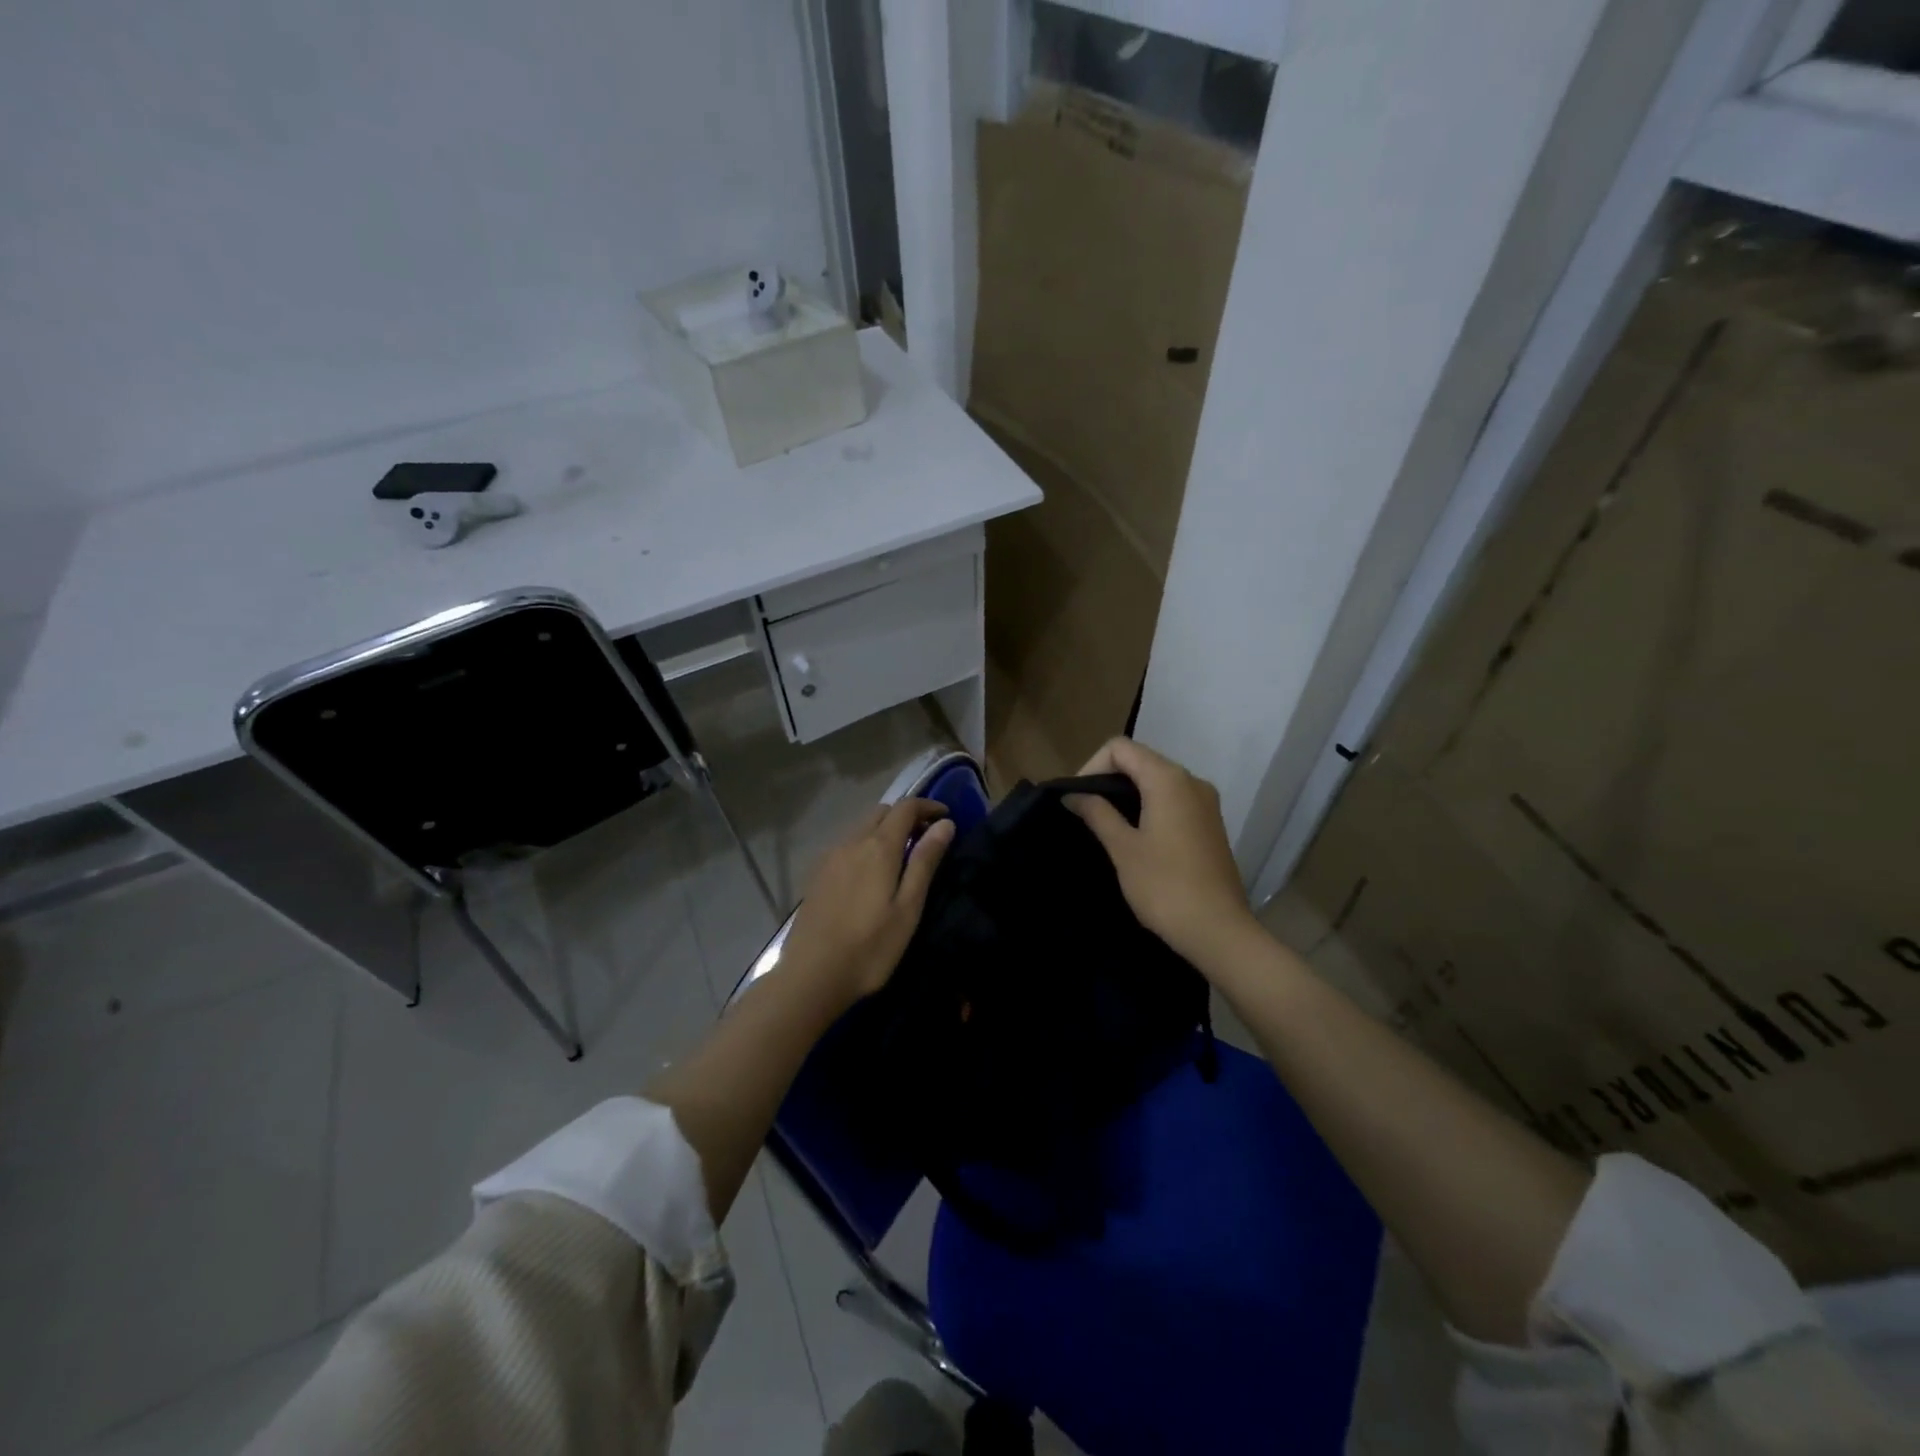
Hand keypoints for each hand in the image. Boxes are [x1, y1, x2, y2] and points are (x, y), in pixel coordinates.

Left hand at [779, 798, 954, 1006]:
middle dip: (906, 816)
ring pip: (862, 828)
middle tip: (926, 838)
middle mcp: (852, 842)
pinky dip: (866, 844)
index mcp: (878, 847)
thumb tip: (945, 824)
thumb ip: (925, 861)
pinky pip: (847, 845)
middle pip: (882, 812)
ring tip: (901, 857)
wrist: (812, 975)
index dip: (928, 806)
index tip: (947, 817)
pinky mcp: (817, 874)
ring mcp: (830, 857)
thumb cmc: (871, 946)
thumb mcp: (908, 907)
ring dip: (885, 830)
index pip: (905, 807)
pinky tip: (871, 874)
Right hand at [1065, 738, 1258, 968]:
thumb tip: (1073, 794)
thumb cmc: (1164, 886)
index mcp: (1168, 779)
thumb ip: (1097, 813)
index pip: (1120, 748)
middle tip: (1085, 811)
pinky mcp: (1210, 823)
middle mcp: (1191, 781)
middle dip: (1108, 779)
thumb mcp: (1123, 848)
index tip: (1077, 799)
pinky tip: (1135, 835)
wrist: (1218, 931)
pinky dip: (1149, 806)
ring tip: (1105, 824)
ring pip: (1157, 781)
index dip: (1092, 766)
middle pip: (1140, 760)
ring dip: (1128, 794)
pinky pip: (1173, 800)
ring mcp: (1205, 802)